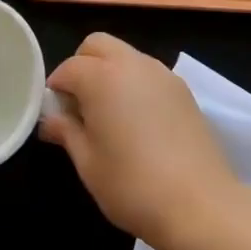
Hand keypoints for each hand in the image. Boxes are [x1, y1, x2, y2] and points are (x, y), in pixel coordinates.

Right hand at [39, 33, 241, 249]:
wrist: (199, 204)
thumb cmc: (132, 185)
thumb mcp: (87, 163)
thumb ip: (66, 132)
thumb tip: (51, 120)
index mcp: (101, 77)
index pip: (68, 68)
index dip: (55, 89)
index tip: (54, 114)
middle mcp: (131, 63)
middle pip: (97, 45)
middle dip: (82, 65)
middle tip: (79, 104)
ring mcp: (161, 72)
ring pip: (124, 54)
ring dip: (109, 70)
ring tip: (109, 113)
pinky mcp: (182, 88)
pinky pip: (148, 71)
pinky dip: (134, 82)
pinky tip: (138, 120)